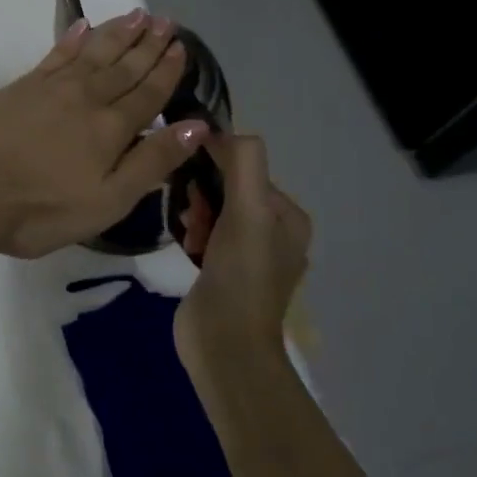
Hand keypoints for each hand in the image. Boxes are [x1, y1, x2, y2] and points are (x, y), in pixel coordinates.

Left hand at [0, 11, 210, 258]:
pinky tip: (82, 26)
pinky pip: (56, 54)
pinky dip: (72, 38)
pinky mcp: (21, 86)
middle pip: (124, 66)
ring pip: (93, 52)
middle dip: (147, 43)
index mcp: (112, 129)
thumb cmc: (42, 209)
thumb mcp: (108, 200)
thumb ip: (152, 162)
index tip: (180, 47)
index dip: (166, 70)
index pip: (148, 93)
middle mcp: (86, 98)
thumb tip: (197, 126)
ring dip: (117, 33)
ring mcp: (51, 88)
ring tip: (136, 14)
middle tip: (165, 20)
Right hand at [173, 133, 313, 362]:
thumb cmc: (240, 275)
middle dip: (204, 195)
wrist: (225, 345)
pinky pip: (205, 233)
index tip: (195, 184)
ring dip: (196, 214)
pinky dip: (193, 233)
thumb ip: (243, 163)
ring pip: (214, 210)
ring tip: (190, 234)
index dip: (218, 168)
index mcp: (289, 217)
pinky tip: (187, 246)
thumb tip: (217, 131)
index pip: (247, 169)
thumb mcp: (248, 211)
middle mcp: (274, 233)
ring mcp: (248, 255)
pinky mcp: (224, 272)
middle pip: (229, 189)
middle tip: (193, 216)